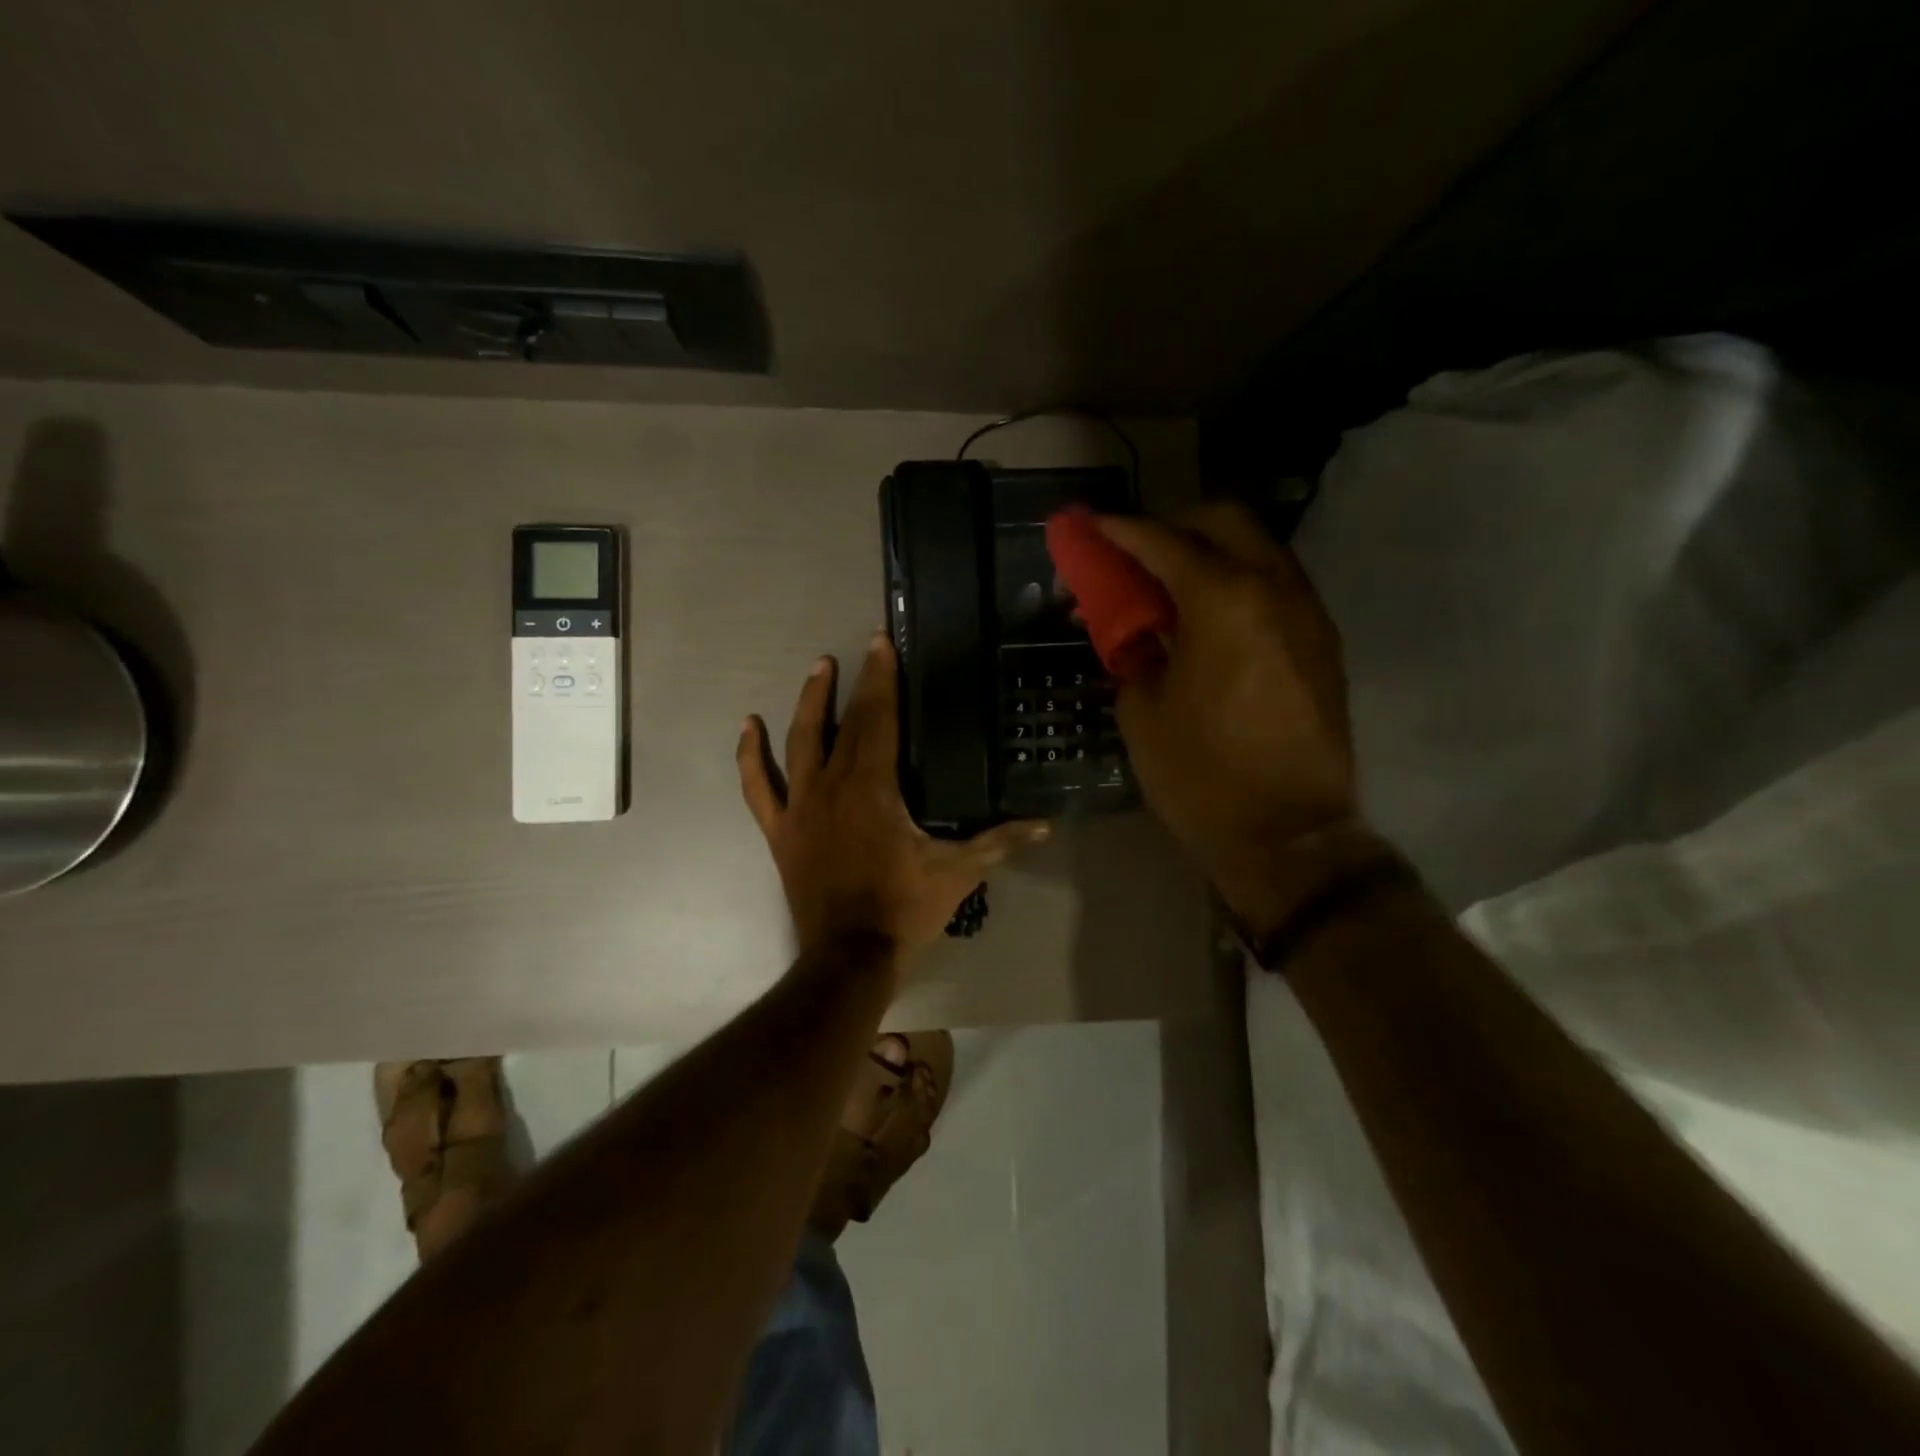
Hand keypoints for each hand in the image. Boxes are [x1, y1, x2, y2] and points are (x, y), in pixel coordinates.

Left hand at [738, 633, 1049, 962]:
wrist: (849, 958)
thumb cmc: (904, 909)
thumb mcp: (958, 872)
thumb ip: (1000, 842)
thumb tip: (1046, 826)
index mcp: (873, 788)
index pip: (879, 720)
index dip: (882, 679)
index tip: (882, 643)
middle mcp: (832, 785)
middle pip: (844, 723)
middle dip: (856, 683)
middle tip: (862, 650)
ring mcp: (800, 807)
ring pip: (799, 741)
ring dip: (809, 703)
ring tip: (819, 669)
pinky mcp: (780, 830)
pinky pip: (758, 787)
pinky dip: (750, 756)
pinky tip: (748, 726)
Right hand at [1095, 503, 1356, 903]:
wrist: (1287, 834)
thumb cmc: (1200, 775)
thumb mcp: (1142, 710)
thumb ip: (1134, 650)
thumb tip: (1132, 627)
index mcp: (1224, 601)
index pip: (1164, 543)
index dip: (1121, 531)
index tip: (1092, 525)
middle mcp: (1275, 590)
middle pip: (1226, 521)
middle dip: (1175, 524)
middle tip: (1136, 551)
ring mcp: (1307, 615)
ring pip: (1258, 549)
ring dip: (1210, 551)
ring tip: (1169, 584)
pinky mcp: (1322, 644)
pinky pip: (1275, 586)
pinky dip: (1237, 582)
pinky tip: (1208, 617)